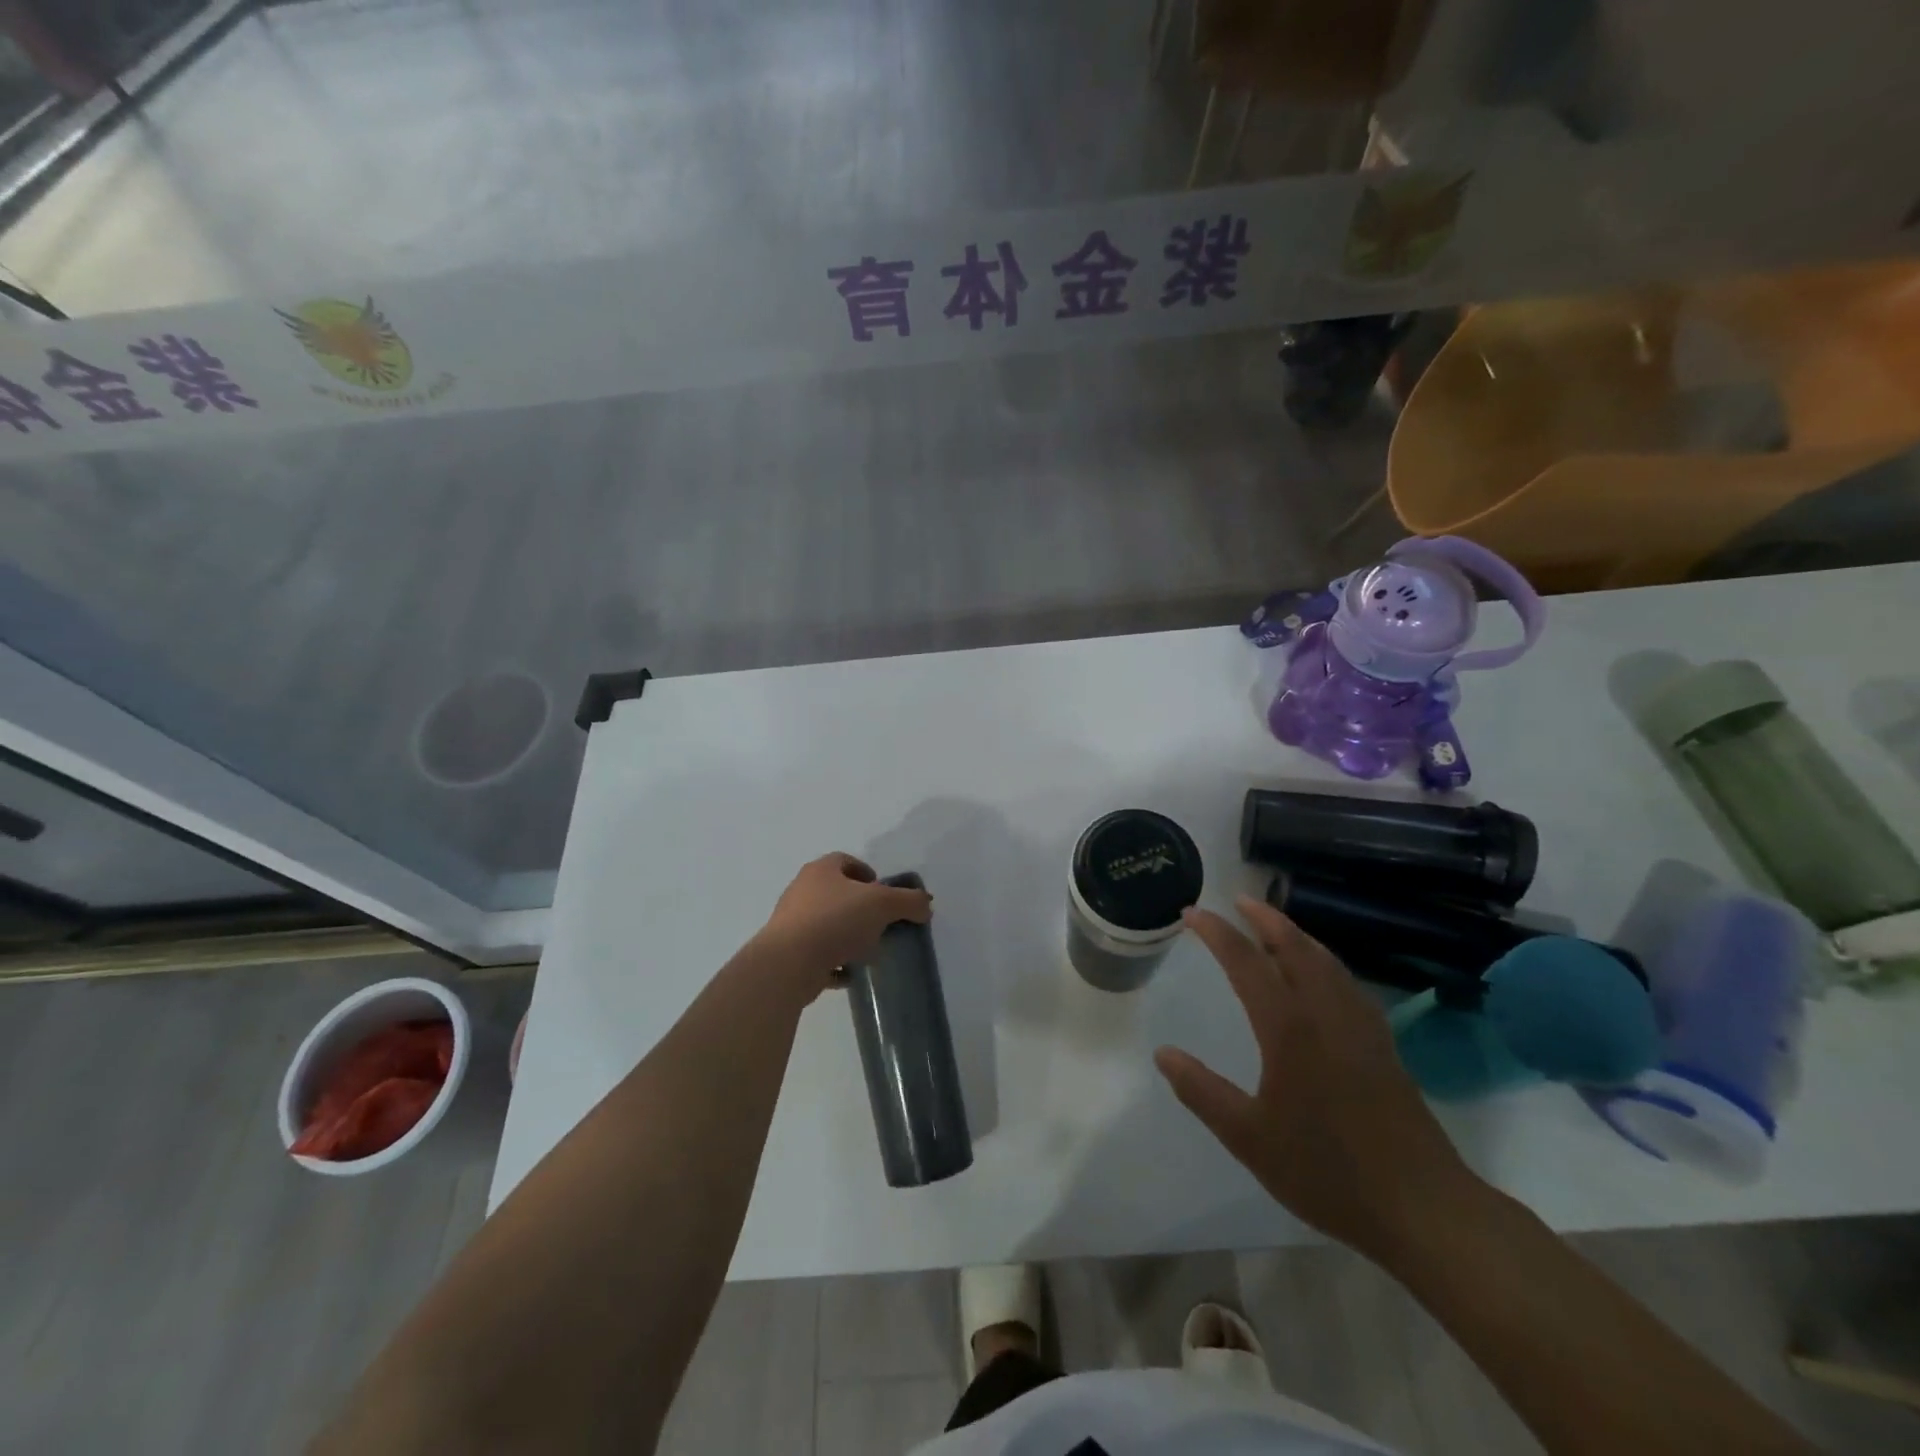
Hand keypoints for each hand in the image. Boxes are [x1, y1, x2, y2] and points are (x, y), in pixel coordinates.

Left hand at [750, 853, 932, 999]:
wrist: (788, 963)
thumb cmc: (836, 920)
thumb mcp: (883, 904)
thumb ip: (909, 901)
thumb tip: (926, 904)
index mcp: (821, 870)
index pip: (845, 861)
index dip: (866, 873)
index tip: (882, 892)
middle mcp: (802, 891)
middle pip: (835, 893)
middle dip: (859, 907)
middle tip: (880, 923)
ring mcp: (791, 923)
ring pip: (825, 924)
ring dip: (846, 936)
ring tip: (868, 951)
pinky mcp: (786, 953)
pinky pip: (817, 954)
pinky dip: (834, 962)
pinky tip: (850, 974)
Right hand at [1155, 896, 1481, 1263]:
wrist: (1422, 1208)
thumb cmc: (1326, 1170)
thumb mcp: (1248, 1137)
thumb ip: (1202, 1091)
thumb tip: (1163, 1053)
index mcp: (1289, 1028)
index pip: (1246, 962)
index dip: (1217, 933)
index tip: (1192, 915)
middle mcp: (1326, 1013)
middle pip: (1294, 946)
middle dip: (1264, 918)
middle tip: (1238, 901)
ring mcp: (1361, 1026)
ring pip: (1326, 960)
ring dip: (1296, 934)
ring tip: (1275, 925)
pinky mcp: (1383, 1045)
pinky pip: (1347, 982)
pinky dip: (1324, 960)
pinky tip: (1322, 976)